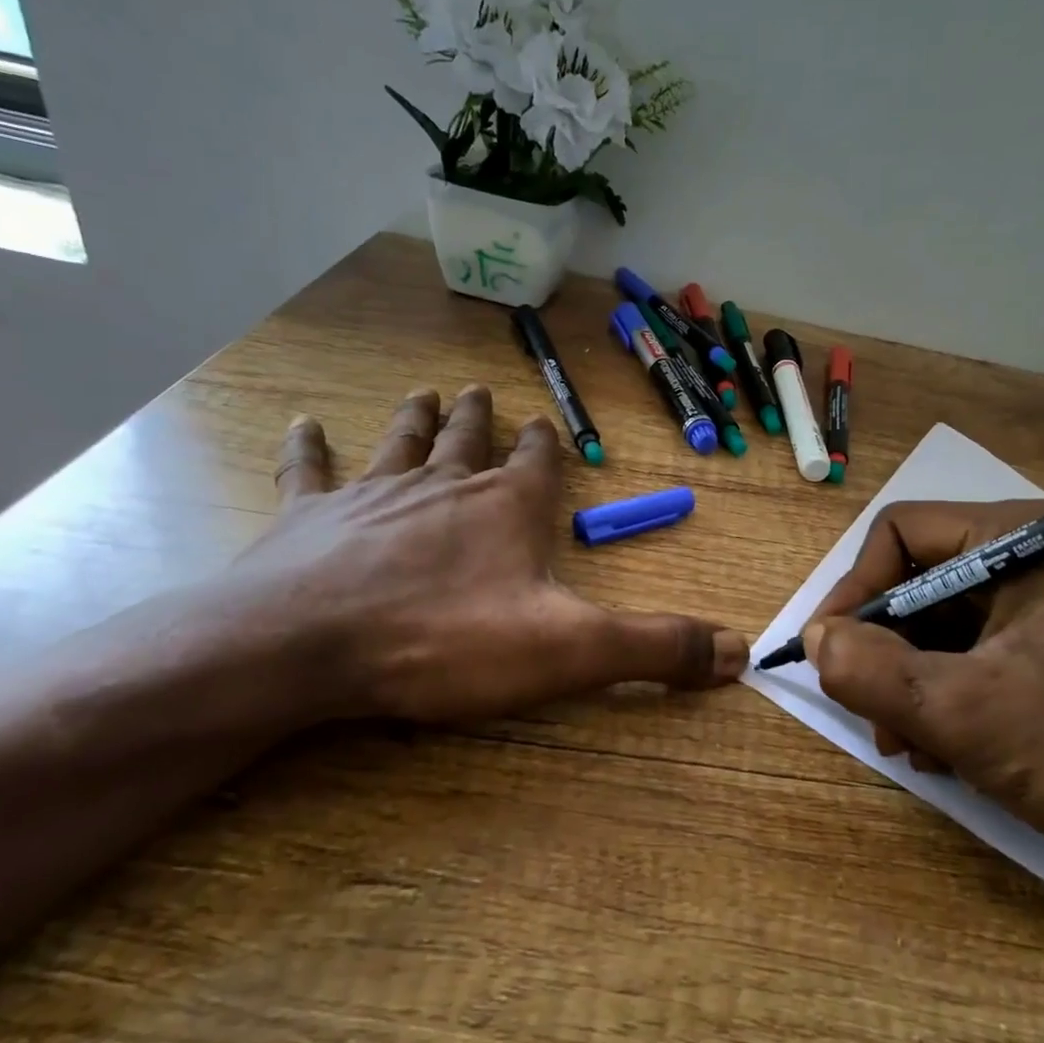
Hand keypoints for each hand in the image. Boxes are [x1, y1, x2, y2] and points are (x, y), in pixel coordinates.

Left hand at [220, 385, 745, 724]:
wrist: (309, 646)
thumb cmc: (446, 641)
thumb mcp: (569, 651)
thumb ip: (654, 648)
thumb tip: (739, 651)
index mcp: (506, 507)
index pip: (536, 462)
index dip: (546, 443)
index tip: (546, 422)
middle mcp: (443, 485)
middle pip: (466, 439)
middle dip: (478, 416)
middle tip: (479, 391)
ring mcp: (372, 495)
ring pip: (400, 442)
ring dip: (416, 418)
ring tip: (425, 391)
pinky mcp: (307, 519)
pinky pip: (309, 472)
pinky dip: (308, 448)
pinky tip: (304, 424)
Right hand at [804, 500, 1043, 883]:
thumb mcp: (964, 713)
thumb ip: (871, 672)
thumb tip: (814, 640)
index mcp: (1017, 541)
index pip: (898, 533)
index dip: (854, 590)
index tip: (828, 654)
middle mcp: (1026, 559)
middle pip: (914, 584)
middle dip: (883, 651)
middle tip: (870, 716)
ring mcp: (1037, 607)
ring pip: (933, 627)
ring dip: (906, 684)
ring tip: (911, 747)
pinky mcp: (1042, 651)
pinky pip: (963, 657)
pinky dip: (939, 699)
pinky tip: (944, 752)